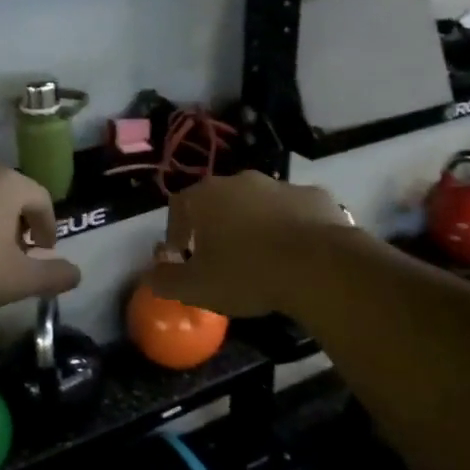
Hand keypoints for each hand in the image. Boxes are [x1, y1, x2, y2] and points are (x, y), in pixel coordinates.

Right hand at [148, 172, 350, 317]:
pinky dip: (290, 227)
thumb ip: (165, 280)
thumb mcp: (195, 288)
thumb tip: (151, 274)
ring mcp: (282, 185)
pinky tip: (296, 254)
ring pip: (258, 204)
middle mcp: (241, 181)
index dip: (176, 232)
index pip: (178, 207)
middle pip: (219, 201)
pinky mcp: (316, 196)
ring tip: (261, 259)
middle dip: (216, 227)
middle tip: (221, 259)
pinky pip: (294, 211)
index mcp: (206, 196)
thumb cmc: (247, 273)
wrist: (318, 266)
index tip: (182, 257)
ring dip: (255, 225)